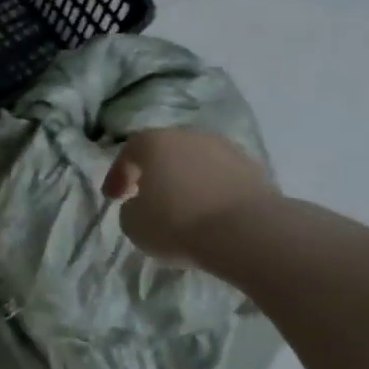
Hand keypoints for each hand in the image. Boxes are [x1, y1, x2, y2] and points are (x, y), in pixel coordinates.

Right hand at [104, 129, 275, 265]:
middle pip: (165, 152)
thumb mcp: (134, 224)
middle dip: (154, 174)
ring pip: (197, 163)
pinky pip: (222, 178)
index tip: (113, 198)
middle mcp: (190, 137)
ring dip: (187, 182)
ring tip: (183, 209)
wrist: (247, 232)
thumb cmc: (178, 223)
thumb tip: (142, 205)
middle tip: (147, 198)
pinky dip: (212, 192)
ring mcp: (226, 150)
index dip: (117, 175)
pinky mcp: (255, 170)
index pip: (128, 152)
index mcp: (155, 143)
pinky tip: (211, 215)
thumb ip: (130, 209)